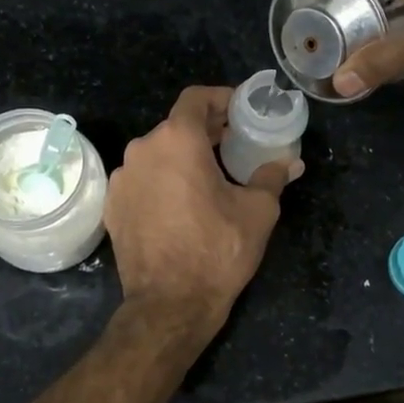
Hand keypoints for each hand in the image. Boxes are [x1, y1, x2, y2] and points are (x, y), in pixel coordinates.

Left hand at [105, 87, 300, 328]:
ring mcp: (122, 178)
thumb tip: (290, 163)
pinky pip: (142, 179)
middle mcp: (143, 149)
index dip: (220, 98)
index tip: (239, 110)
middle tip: (233, 143)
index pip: (195, 98)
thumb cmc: (217, 250)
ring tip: (209, 176)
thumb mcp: (257, 211)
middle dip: (206, 131)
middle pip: (176, 126)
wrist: (169, 304)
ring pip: (157, 153)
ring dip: (182, 157)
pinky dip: (162, 180)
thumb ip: (272, 176)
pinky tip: (181, 203)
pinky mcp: (113, 205)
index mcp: (177, 140)